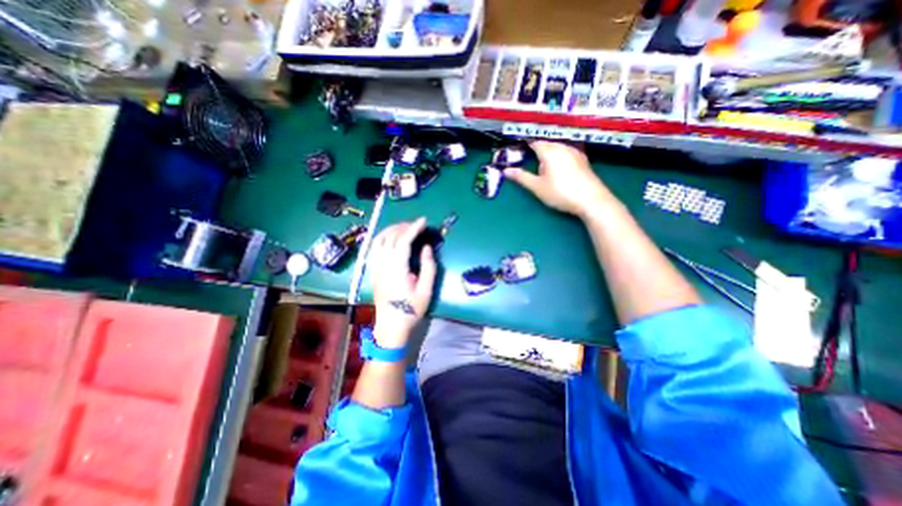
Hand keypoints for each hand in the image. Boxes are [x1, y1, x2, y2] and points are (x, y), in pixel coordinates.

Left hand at [365, 217, 436, 347]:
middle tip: (417, 225)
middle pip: (390, 237)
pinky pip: (374, 248)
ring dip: (391, 230)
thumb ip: (428, 267)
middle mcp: (383, 264)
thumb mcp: (426, 291)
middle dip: (403, 226)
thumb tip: (426, 248)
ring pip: (379, 240)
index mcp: (396, 269)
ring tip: (404, 228)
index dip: (413, 228)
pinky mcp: (373, 271)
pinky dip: (382, 237)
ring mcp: (375, 267)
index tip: (424, 220)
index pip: (403, 241)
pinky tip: (390, 238)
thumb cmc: (411, 310)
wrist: (391, 326)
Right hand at [505, 139, 609, 216]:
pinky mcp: (582, 159)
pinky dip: (559, 155)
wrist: (591, 200)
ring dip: (548, 151)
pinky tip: (558, 166)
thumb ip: (521, 177)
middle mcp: (562, 147)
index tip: (517, 149)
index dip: (525, 144)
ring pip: (557, 146)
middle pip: (546, 143)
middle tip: (527, 157)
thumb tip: (506, 170)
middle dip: (536, 148)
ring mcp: (575, 152)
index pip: (534, 142)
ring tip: (542, 163)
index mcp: (549, 151)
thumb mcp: (537, 187)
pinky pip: (566, 151)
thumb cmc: (561, 193)